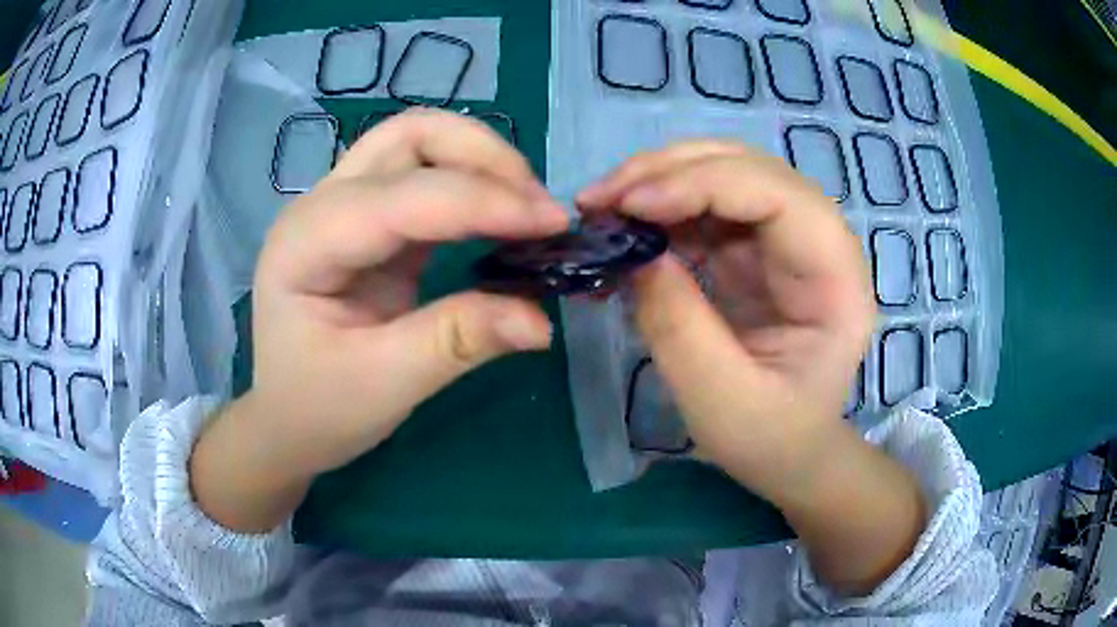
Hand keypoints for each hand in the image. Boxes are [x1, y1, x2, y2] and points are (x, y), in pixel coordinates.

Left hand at [190, 109, 567, 530]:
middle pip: (409, 136)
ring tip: (527, 207)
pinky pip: (426, 175)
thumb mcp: (385, 386)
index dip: (483, 201)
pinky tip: (502, 216)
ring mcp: (344, 205)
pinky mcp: (370, 219)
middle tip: (538, 207)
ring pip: (420, 143)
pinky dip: (472, 184)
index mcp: (307, 243)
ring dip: (481, 161)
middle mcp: (321, 205)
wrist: (287, 419)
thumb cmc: (319, 408)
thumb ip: (458, 342)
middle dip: (483, 156)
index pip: (403, 196)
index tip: (553, 223)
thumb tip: (541, 321)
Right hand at [579, 141, 872, 492]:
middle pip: (748, 168)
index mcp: (836, 280)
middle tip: (601, 198)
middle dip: (670, 171)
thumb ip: (678, 325)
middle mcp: (819, 242)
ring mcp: (785, 239)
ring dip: (657, 181)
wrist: (787, 451)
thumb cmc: (769, 437)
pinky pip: (704, 206)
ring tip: (602, 207)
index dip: (704, 184)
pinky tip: (623, 229)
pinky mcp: (753, 248)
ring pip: (722, 174)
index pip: (778, 196)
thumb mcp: (721, 400)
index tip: (632, 206)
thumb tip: (632, 251)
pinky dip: (659, 208)